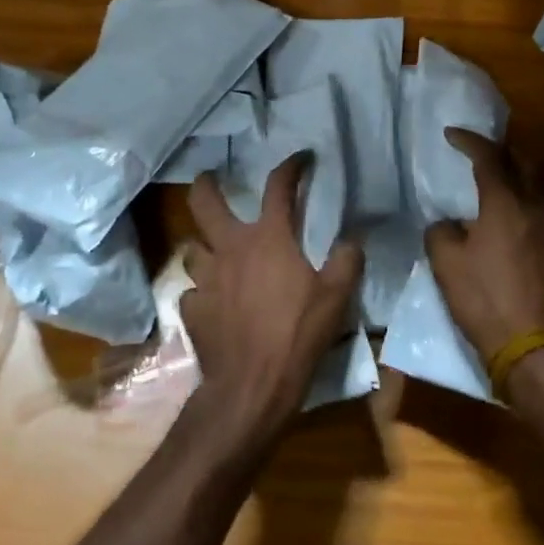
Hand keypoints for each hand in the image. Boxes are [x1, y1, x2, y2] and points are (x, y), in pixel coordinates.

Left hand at [182, 153, 363, 438]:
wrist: (251, 386)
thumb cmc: (297, 334)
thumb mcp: (336, 296)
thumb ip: (347, 261)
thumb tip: (352, 239)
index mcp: (268, 238)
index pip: (278, 187)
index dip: (290, 166)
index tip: (301, 158)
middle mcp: (231, 248)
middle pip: (204, 203)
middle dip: (205, 185)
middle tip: (209, 178)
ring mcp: (206, 279)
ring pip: (193, 248)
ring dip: (204, 245)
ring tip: (214, 251)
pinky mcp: (191, 310)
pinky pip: (193, 292)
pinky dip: (202, 292)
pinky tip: (213, 302)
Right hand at [423, 129, 543, 362]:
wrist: (532, 344)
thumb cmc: (484, 298)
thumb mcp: (446, 263)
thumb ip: (441, 231)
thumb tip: (447, 223)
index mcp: (505, 201)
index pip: (488, 156)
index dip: (468, 140)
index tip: (450, 134)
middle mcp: (534, 204)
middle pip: (524, 159)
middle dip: (501, 148)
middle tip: (479, 151)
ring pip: (540, 180)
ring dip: (520, 168)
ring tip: (500, 174)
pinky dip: (529, 193)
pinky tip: (514, 208)